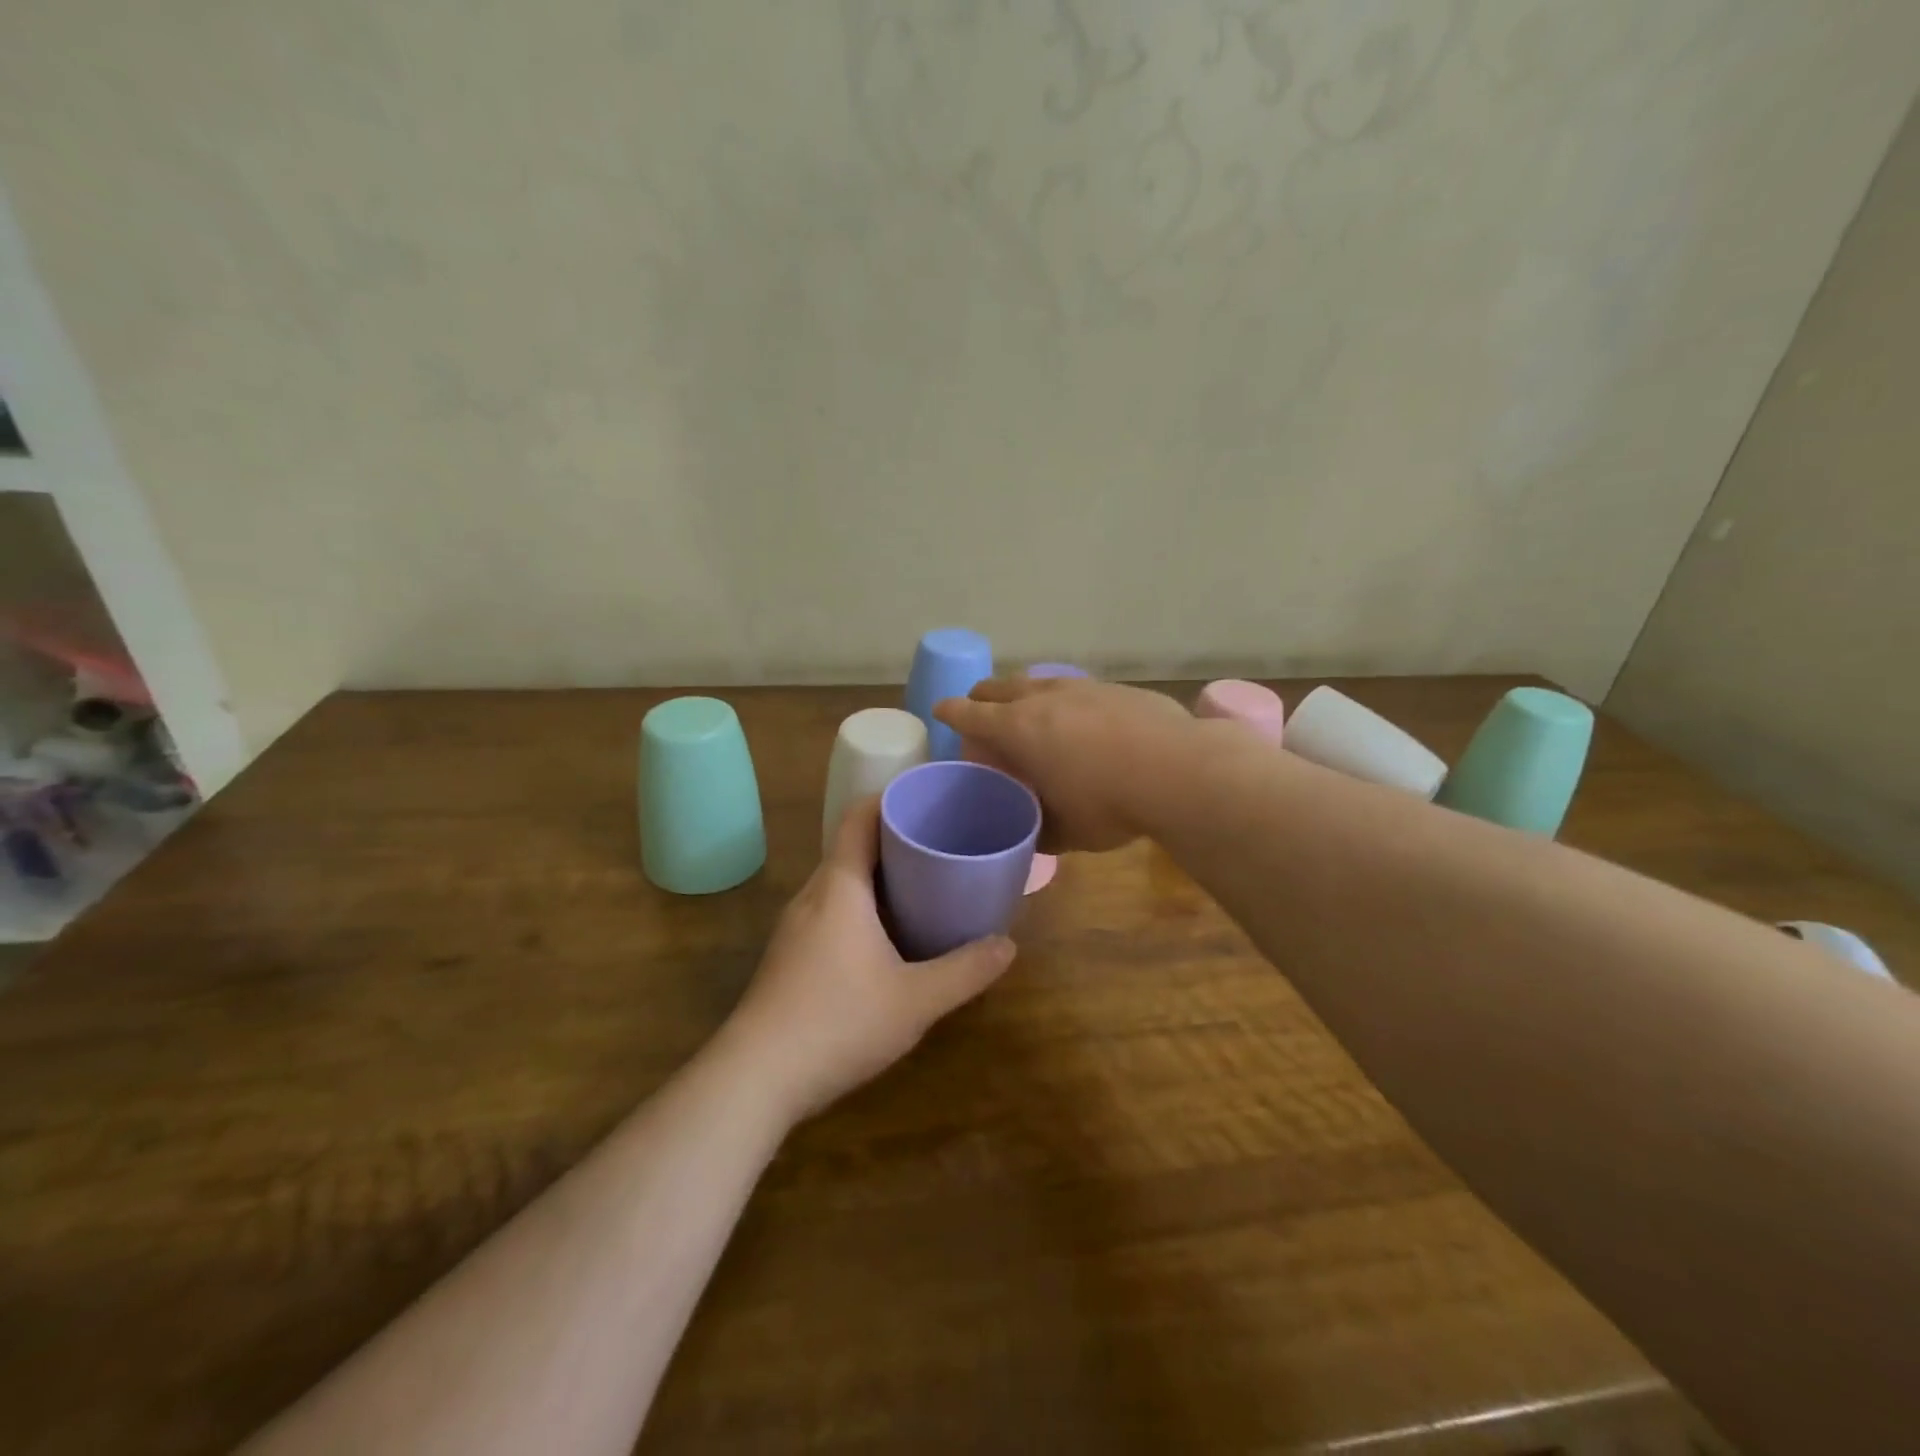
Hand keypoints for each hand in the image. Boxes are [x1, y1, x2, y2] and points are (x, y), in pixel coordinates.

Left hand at [722, 798, 1016, 1123]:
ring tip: (924, 885)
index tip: (929, 800)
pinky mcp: (790, 956)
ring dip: (879, 877)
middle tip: (942, 844)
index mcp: (840, 887)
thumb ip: (966, 971)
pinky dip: (863, 907)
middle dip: (896, 840)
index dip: (891, 799)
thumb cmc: (838, 1022)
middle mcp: (813, 896)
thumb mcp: (916, 1000)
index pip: (859, 818)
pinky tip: (889, 938)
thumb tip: (1007, 945)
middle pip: (852, 847)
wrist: (755, 1078)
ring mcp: (796, 927)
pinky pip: (832, 911)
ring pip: (842, 883)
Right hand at [933, 676, 1196, 852]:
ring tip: (1028, 709)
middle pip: (999, 687)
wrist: (1179, 771)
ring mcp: (1082, 688)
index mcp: (1019, 729)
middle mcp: (1044, 698)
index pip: (969, 713)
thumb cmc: (1109, 805)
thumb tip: (1030, 833)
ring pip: (1038, 680)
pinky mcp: (1116, 688)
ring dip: (1023, 692)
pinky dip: (1063, 698)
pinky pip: (1076, 687)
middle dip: (982, 696)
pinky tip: (1080, 716)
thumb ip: (1038, 828)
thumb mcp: (1065, 831)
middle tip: (979, 709)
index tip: (940, 710)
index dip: (950, 711)